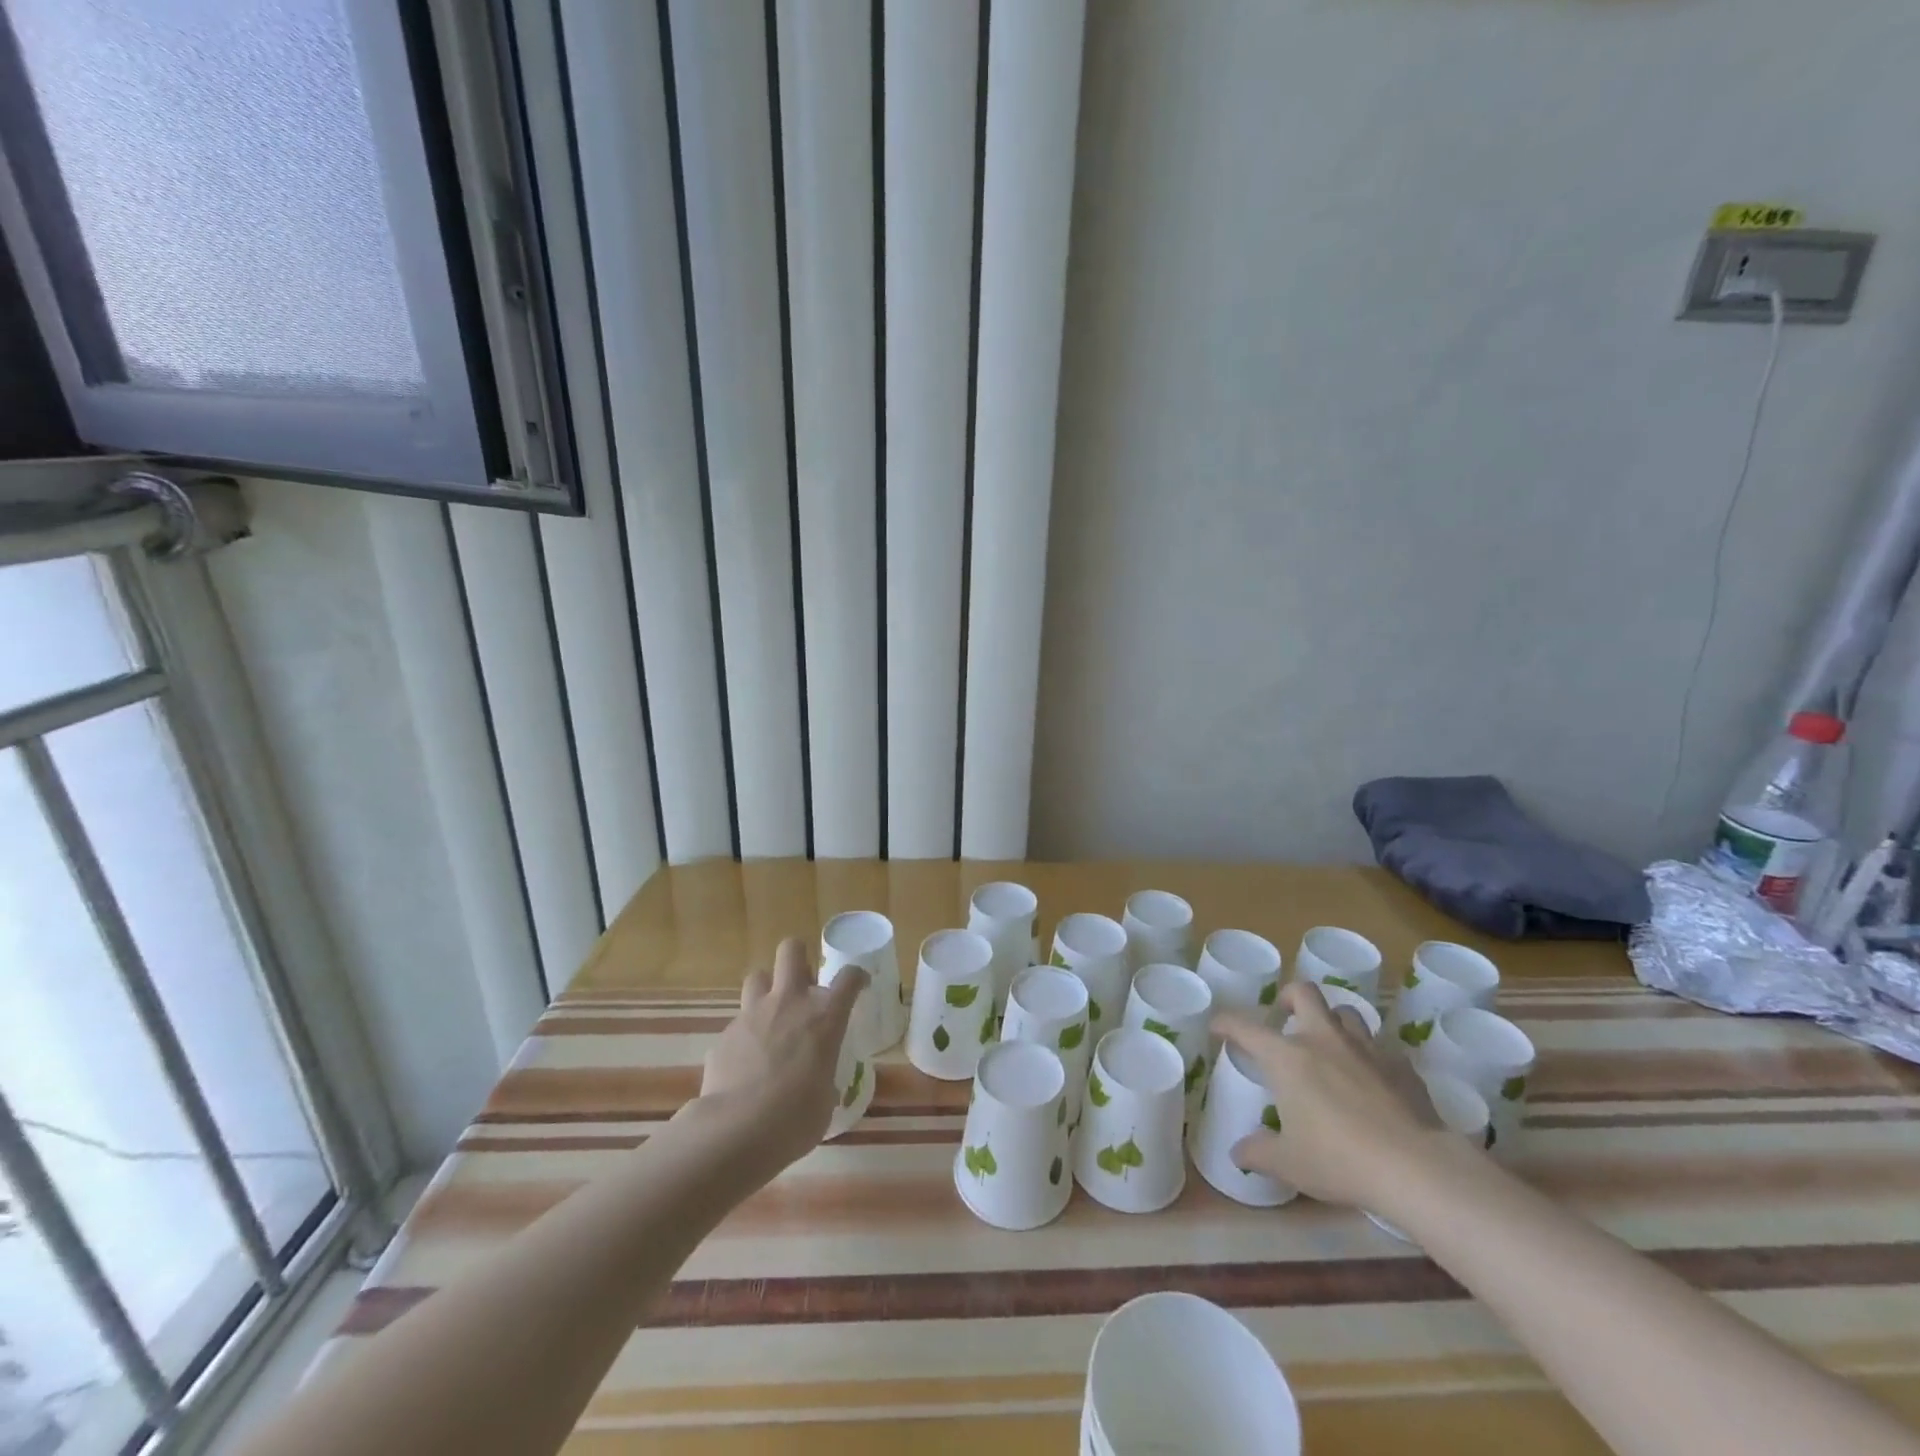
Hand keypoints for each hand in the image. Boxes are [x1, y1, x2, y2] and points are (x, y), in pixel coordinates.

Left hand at [698, 938, 867, 1167]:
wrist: (737, 1130)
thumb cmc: (795, 1119)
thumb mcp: (825, 1098)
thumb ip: (823, 1076)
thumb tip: (816, 1081)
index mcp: (824, 1017)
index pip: (849, 977)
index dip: (856, 977)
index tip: (858, 985)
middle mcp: (789, 1003)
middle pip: (791, 950)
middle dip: (799, 959)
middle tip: (803, 985)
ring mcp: (753, 1014)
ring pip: (757, 976)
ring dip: (766, 990)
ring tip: (770, 1016)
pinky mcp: (725, 1034)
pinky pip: (738, 1022)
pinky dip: (745, 1034)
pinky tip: (745, 1061)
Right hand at [1214, 979, 1442, 1208]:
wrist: (1416, 1168)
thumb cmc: (1339, 1160)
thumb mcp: (1289, 1164)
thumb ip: (1258, 1153)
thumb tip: (1238, 1153)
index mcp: (1287, 1057)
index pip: (1245, 1026)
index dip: (1226, 1022)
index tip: (1218, 1026)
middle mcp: (1323, 1040)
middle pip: (1304, 993)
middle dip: (1288, 997)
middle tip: (1283, 1018)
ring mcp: (1366, 1049)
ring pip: (1346, 1013)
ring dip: (1332, 1022)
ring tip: (1329, 1046)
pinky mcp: (1402, 1067)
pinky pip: (1381, 1050)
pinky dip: (1371, 1058)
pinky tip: (1372, 1083)